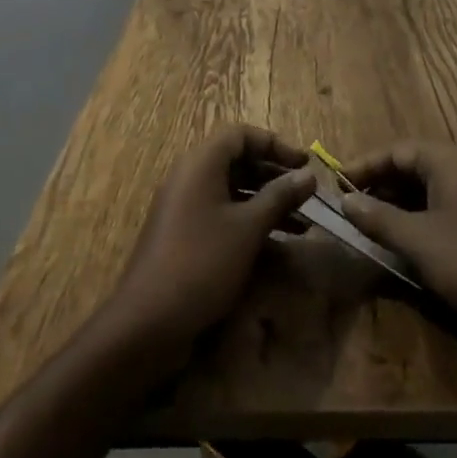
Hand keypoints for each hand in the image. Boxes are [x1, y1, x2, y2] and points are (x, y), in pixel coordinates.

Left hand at [107, 126, 316, 356]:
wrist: (148, 321)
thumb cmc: (202, 262)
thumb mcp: (248, 228)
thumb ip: (280, 196)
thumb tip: (309, 175)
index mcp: (201, 163)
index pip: (241, 135)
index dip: (275, 145)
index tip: (304, 165)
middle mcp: (191, 177)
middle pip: (238, 162)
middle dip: (275, 176)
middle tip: (307, 194)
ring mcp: (186, 207)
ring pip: (233, 192)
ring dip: (267, 203)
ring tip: (302, 224)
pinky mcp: (186, 236)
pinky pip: (223, 216)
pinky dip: (250, 224)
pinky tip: (279, 248)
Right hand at [341, 141, 456, 341]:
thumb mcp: (419, 242)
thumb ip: (379, 218)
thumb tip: (345, 200)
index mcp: (449, 161)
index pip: (397, 150)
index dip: (365, 165)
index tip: (335, 184)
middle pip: (412, 168)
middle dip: (379, 186)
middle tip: (349, 209)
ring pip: (427, 192)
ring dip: (397, 207)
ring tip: (369, 228)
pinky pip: (443, 213)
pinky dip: (419, 223)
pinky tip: (404, 247)